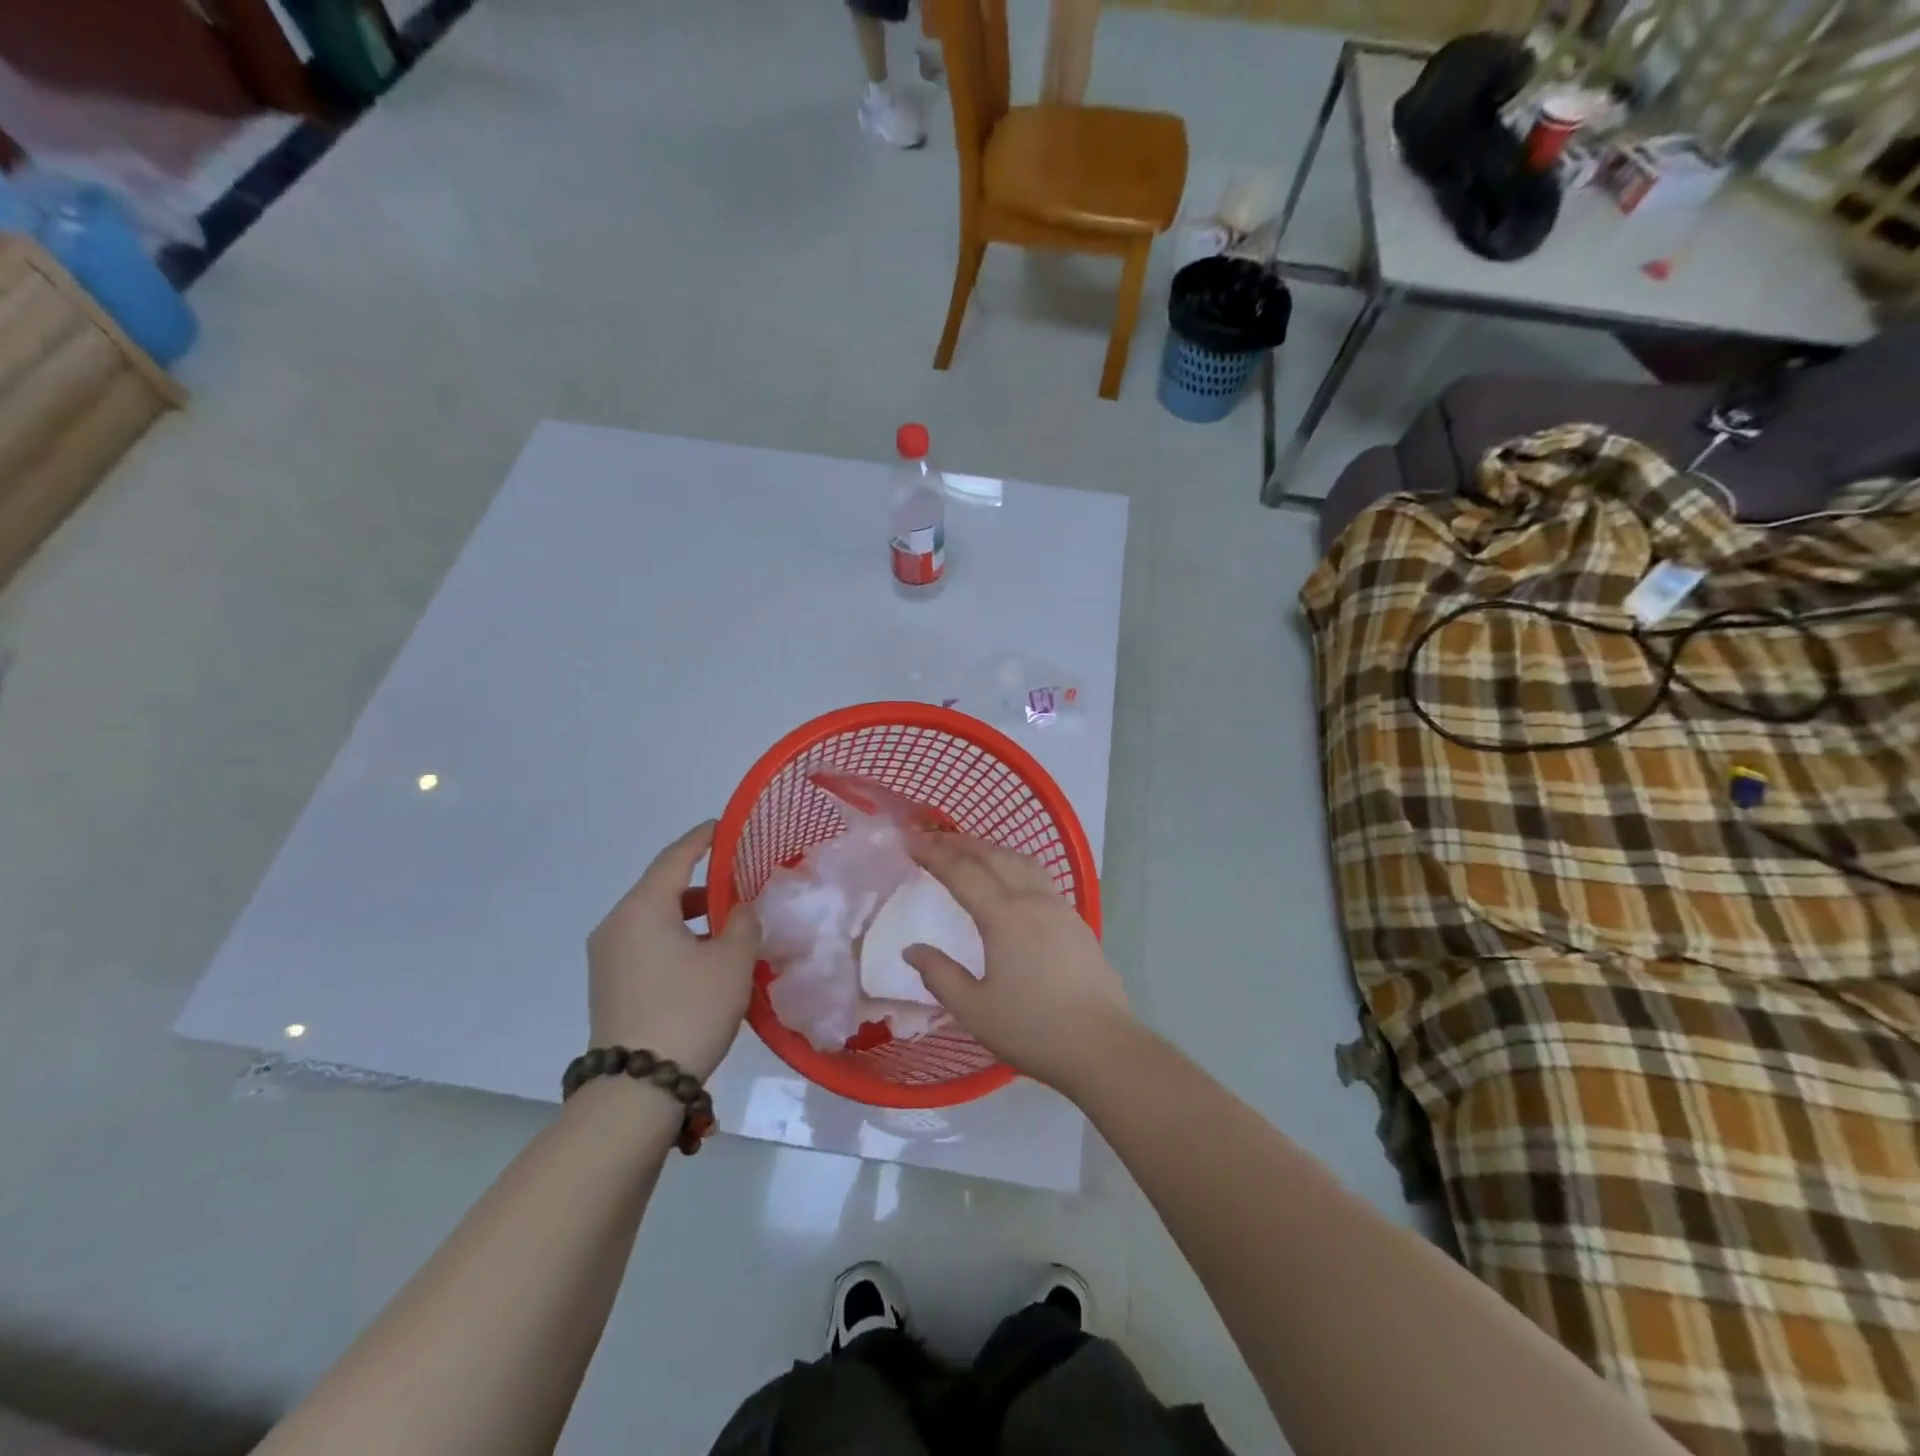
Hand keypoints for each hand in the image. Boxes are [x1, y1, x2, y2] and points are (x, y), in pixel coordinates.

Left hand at [587, 821, 759, 1080]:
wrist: (636, 1090)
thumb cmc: (689, 1011)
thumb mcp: (732, 962)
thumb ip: (744, 922)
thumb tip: (740, 909)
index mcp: (642, 909)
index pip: (675, 858)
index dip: (702, 839)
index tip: (723, 826)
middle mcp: (617, 925)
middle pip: (662, 888)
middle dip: (702, 881)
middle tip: (739, 879)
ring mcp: (608, 957)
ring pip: (655, 918)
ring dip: (692, 915)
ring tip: (730, 923)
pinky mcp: (610, 985)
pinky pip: (647, 943)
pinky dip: (677, 937)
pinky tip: (706, 956)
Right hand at [901, 833, 1135, 1091]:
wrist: (1102, 1046)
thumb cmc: (1033, 1029)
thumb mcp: (974, 1010)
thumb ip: (939, 976)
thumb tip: (912, 950)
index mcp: (1004, 916)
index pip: (962, 872)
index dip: (933, 854)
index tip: (909, 842)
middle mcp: (1032, 900)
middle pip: (993, 856)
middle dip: (960, 843)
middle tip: (932, 839)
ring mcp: (1059, 908)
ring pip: (1021, 860)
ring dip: (991, 849)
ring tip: (970, 851)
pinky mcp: (1076, 921)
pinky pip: (1039, 876)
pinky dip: (1014, 864)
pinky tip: (1011, 879)